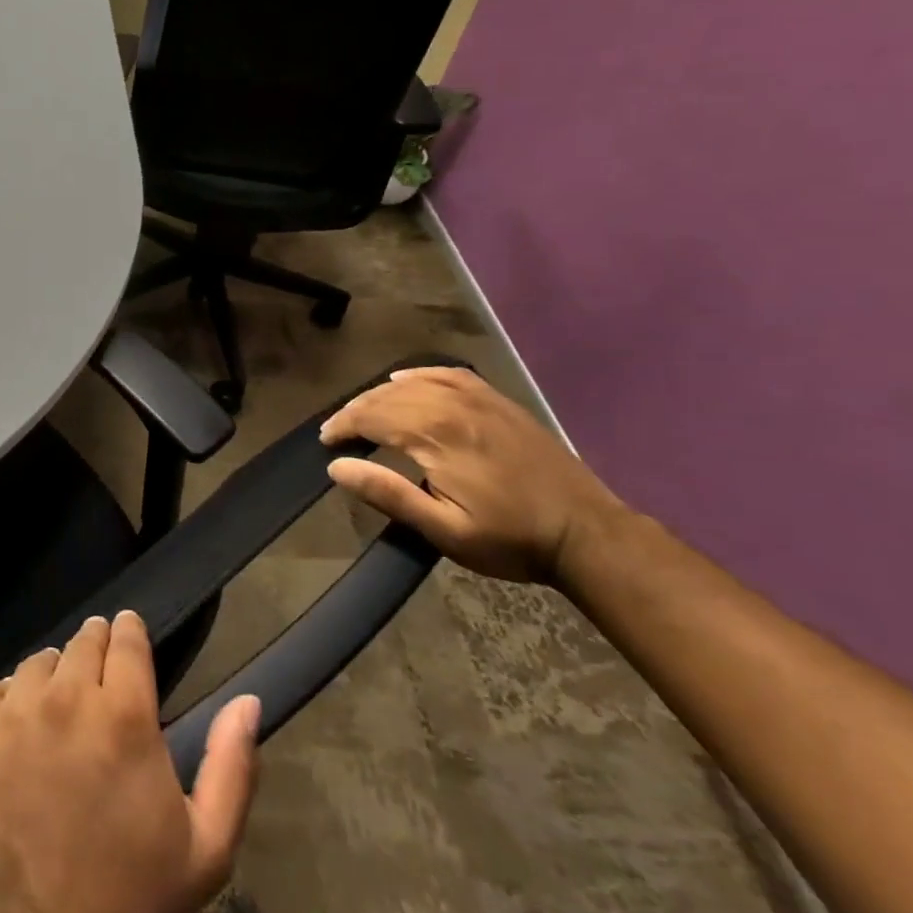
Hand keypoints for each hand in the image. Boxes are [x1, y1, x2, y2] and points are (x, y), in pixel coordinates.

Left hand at [0, 612, 260, 912]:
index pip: (126, 637)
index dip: (129, 633)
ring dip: (51, 677)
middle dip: (95, 650)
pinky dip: (1, 700)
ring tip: (57, 714)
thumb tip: (248, 700)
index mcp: (126, 715)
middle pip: (83, 641)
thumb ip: (231, 766)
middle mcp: (68, 696)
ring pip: (37, 662)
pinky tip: (13, 732)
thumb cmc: (128, 900)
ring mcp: (14, 711)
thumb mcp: (205, 849)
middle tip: (96, 682)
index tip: (129, 638)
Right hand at [319, 366, 634, 583]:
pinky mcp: (497, 401)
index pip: (370, 417)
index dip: (341, 427)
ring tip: (362, 413)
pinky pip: (448, 374)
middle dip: (354, 412)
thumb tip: (337, 466)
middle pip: (386, 397)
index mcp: (436, 435)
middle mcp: (451, 405)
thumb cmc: (510, 538)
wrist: (587, 534)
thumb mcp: (445, 530)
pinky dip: (418, 375)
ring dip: (379, 396)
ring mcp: (478, 398)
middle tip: (337, 432)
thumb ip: (389, 494)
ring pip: (412, 384)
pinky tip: (403, 381)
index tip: (325, 443)